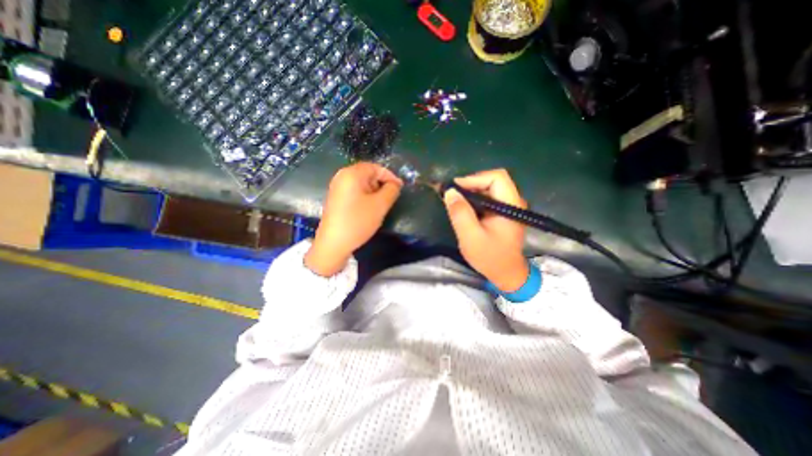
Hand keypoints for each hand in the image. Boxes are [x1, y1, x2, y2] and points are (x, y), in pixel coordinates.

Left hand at [305, 161, 402, 275]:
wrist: (334, 243)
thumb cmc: (358, 221)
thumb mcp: (380, 205)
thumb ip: (391, 190)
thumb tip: (394, 184)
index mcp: (351, 173)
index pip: (375, 167)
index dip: (390, 176)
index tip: (400, 188)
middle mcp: (341, 176)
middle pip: (367, 174)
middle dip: (381, 184)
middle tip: (391, 197)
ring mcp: (337, 188)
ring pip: (361, 184)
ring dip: (374, 191)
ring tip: (381, 204)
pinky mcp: (336, 198)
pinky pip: (354, 191)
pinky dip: (365, 196)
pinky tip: (369, 208)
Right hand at [443, 167, 526, 292]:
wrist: (506, 274)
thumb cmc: (490, 257)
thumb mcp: (470, 236)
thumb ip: (460, 213)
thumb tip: (450, 192)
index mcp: (511, 205)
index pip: (496, 177)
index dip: (474, 178)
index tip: (455, 188)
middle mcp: (513, 201)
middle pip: (492, 180)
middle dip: (470, 184)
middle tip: (452, 195)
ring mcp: (509, 206)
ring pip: (489, 188)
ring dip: (471, 192)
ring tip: (455, 201)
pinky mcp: (503, 212)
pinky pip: (488, 198)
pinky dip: (474, 200)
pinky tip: (464, 208)